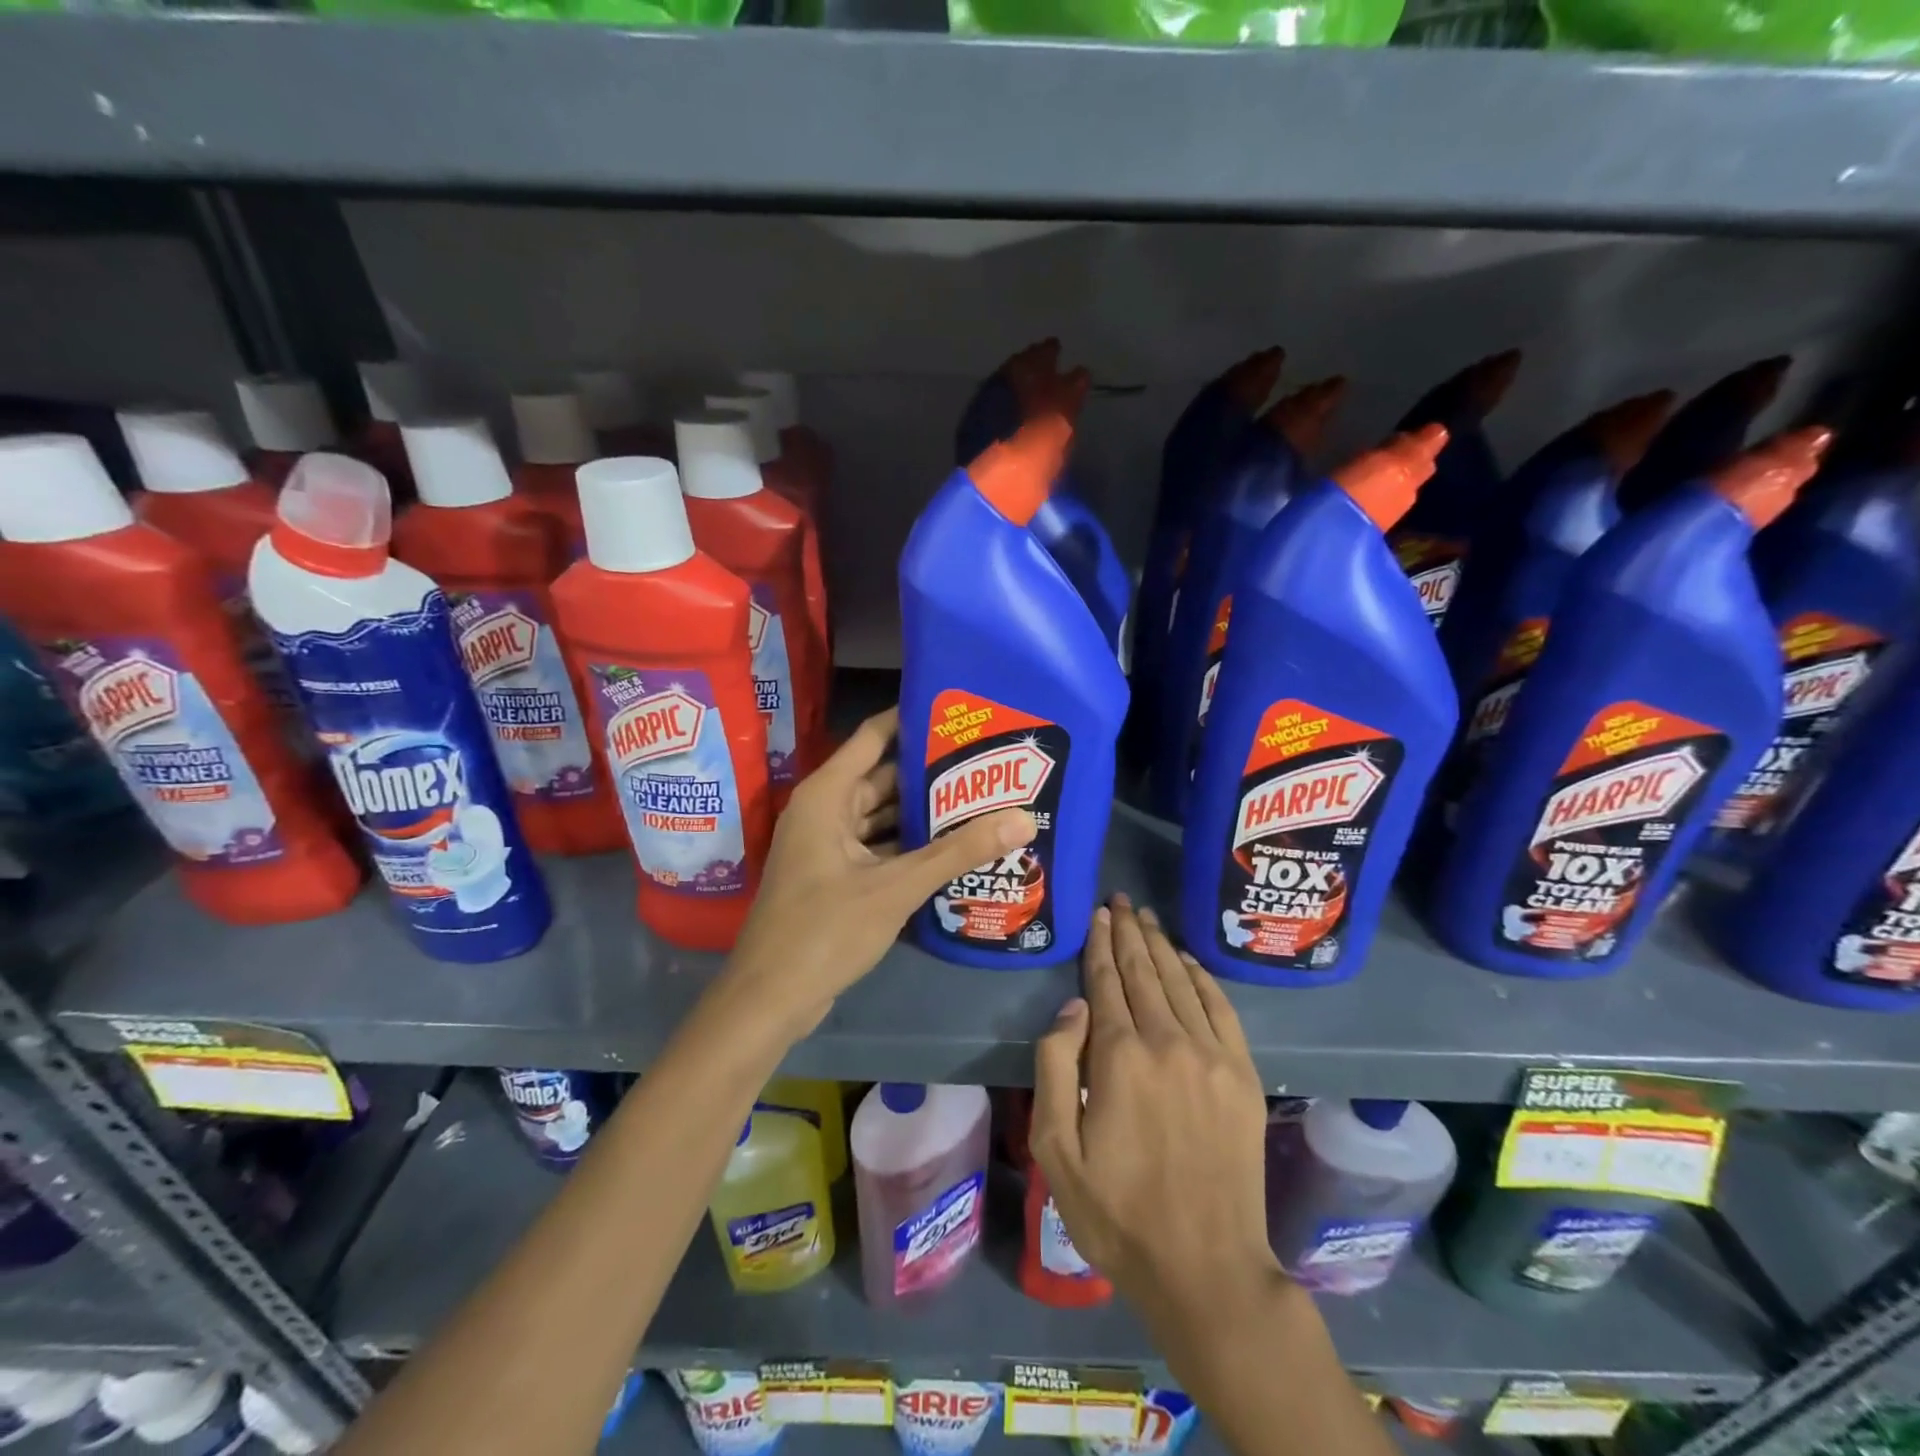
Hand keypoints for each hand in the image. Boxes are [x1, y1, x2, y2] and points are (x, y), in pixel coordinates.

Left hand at [721, 707, 1035, 1034]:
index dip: (913, 719)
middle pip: (884, 778)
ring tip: (981, 801)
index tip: (959, 711)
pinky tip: (954, 849)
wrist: (770, 1000)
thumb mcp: (896, 887)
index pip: (874, 737)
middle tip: (987, 763)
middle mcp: (826, 811)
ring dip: (924, 814)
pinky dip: (910, 847)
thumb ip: (958, 852)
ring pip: (883, 817)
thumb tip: (1022, 818)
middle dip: (931, 773)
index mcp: (827, 796)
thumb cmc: (824, 930)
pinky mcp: (837, 877)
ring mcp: (829, 847)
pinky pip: (879, 848)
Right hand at [1031, 895, 1279, 1324]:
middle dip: (1129, 931)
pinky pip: (1221, 1009)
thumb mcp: (1056, 1149)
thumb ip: (1055, 1065)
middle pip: (1144, 970)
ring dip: (1161, 945)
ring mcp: (1211, 1056)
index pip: (1106, 980)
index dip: (1100, 943)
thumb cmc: (1117, 1212)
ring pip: (1181, 981)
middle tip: (1120, 900)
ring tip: (1146, 918)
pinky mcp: (1243, 1076)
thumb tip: (1074, 1005)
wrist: (1206, 1267)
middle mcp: (1167, 1041)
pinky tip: (1188, 961)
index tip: (1098, 914)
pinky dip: (1201, 978)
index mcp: (1119, 1056)